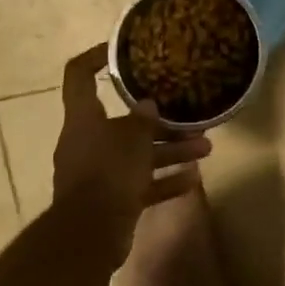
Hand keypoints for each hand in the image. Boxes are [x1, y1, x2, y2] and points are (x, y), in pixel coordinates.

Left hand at [53, 45, 210, 242]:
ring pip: (138, 155)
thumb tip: (148, 105)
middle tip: (190, 118)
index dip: (95, 57)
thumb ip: (143, 120)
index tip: (119, 51)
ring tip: (205, 149)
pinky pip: (141, 184)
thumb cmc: (108, 173)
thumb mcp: (132, 139)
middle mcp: (87, 142)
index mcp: (83, 119)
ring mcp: (98, 173)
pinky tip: (193, 179)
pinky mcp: (111, 200)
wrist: (90, 234)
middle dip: (160, 122)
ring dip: (171, 151)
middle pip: (124, 123)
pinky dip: (164, 180)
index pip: (79, 76)